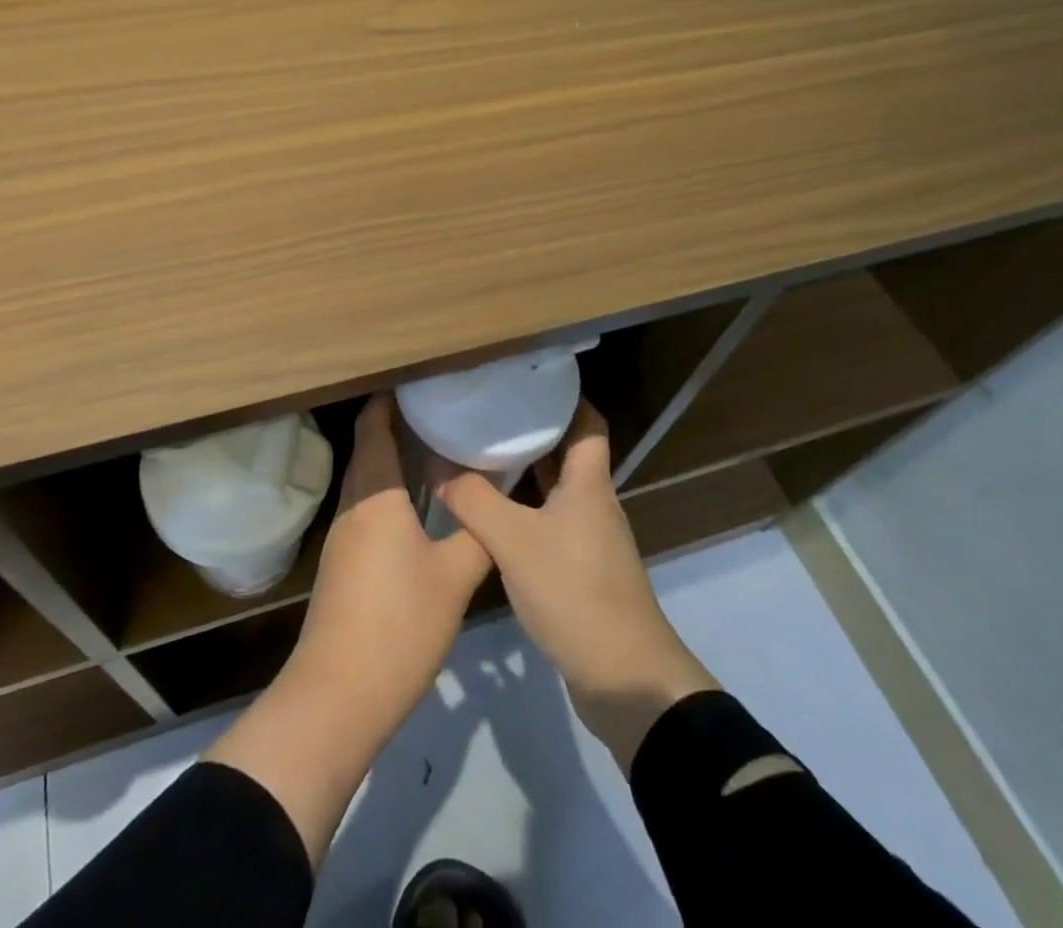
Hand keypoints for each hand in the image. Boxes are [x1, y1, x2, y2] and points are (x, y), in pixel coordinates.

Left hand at [205, 395, 491, 865]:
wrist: (339, 693)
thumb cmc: (399, 623)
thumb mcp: (454, 578)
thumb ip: (478, 534)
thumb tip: (494, 499)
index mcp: (376, 494)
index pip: (374, 426)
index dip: (390, 398)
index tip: (420, 380)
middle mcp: (354, 504)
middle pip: (369, 448)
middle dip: (397, 424)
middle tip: (439, 409)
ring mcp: (343, 534)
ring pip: (368, 479)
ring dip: (393, 459)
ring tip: (434, 447)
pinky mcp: (343, 562)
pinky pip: (367, 507)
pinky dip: (389, 491)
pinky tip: (418, 505)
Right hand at [438, 401, 718, 771]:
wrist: (626, 681)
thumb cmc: (575, 594)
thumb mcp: (514, 541)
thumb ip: (472, 500)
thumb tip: (436, 463)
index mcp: (589, 484)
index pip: (587, 422)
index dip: (564, 397)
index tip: (525, 380)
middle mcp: (593, 504)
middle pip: (568, 453)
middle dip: (533, 430)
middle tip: (488, 410)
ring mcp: (590, 539)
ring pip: (556, 490)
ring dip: (526, 471)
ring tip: (481, 452)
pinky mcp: (581, 570)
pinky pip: (550, 522)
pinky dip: (524, 509)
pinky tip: (492, 514)